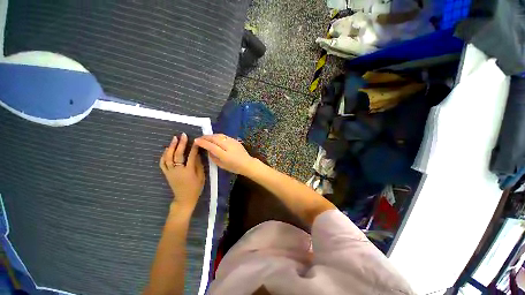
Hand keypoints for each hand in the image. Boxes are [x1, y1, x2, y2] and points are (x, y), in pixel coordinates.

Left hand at [159, 133, 204, 210]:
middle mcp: (178, 170)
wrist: (184, 198)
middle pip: (178, 154)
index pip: (191, 156)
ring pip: (168, 157)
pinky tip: (167, 149)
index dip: (194, 147)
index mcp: (188, 171)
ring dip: (171, 147)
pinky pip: (162, 163)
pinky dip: (164, 155)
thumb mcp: (201, 176)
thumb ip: (198, 164)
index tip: (196, 140)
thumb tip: (197, 154)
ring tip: (174, 139)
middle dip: (180, 144)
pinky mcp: (166, 173)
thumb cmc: (195, 188)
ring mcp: (170, 171)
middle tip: (183, 135)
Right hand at [194, 134, 254, 174]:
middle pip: (215, 139)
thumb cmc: (234, 167)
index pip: (211, 146)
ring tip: (206, 137)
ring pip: (219, 136)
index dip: (203, 143)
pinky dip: (218, 136)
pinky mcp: (235, 140)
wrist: (247, 163)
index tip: (196, 141)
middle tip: (200, 138)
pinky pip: (224, 136)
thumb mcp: (221, 165)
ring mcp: (232, 142)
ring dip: (211, 135)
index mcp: (224, 155)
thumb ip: (213, 157)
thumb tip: (208, 150)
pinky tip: (215, 138)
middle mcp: (228, 146)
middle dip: (206, 137)